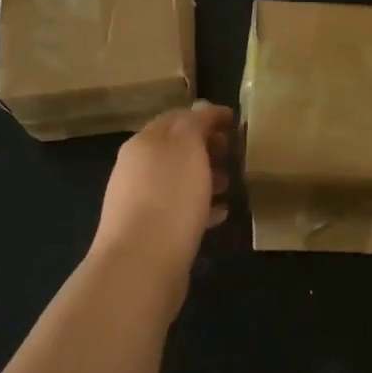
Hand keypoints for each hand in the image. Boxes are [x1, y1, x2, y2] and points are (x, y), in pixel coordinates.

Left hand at [91, 101, 234, 290]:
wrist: (140, 264)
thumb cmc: (169, 197)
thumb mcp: (187, 147)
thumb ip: (196, 123)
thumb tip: (202, 108)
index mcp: (144, 142)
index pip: (177, 117)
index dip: (206, 116)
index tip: (235, 122)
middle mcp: (136, 168)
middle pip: (176, 149)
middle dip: (206, 147)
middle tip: (234, 154)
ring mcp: (139, 202)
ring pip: (178, 180)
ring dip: (205, 177)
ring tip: (230, 184)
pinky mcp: (150, 233)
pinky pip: (179, 210)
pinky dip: (201, 206)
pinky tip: (220, 215)